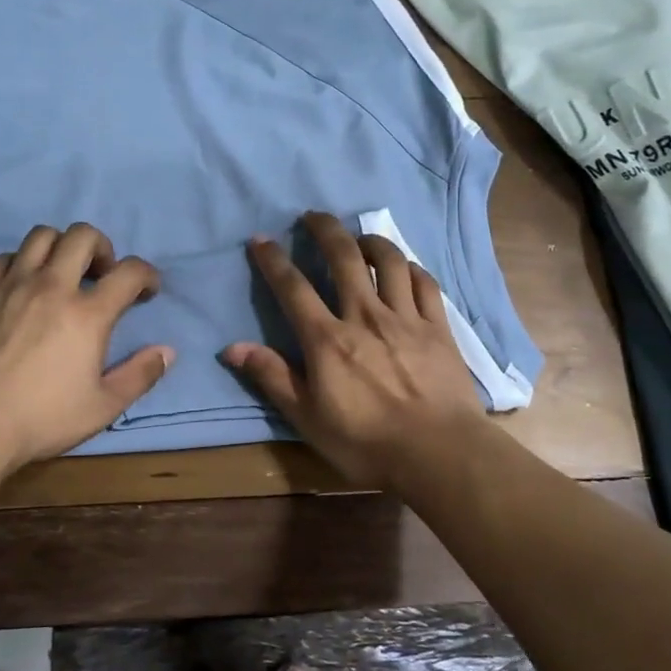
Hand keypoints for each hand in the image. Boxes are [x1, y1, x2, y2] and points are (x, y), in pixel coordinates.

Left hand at [0, 223, 173, 476]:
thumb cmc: (41, 418)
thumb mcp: (102, 407)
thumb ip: (140, 376)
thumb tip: (167, 351)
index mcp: (88, 314)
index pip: (130, 272)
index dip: (147, 275)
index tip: (147, 291)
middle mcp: (52, 286)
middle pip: (83, 236)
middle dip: (102, 247)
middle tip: (102, 274)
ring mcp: (12, 284)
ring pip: (41, 236)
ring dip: (60, 246)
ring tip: (62, 272)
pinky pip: (3, 257)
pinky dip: (20, 263)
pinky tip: (20, 285)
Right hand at [221, 211, 486, 490]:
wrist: (438, 454)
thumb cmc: (366, 442)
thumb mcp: (307, 418)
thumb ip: (273, 377)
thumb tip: (232, 347)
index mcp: (327, 339)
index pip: (293, 287)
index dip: (273, 260)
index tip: (261, 240)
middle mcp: (364, 316)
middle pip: (344, 257)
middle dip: (325, 229)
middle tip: (313, 216)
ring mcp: (405, 318)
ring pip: (388, 261)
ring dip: (370, 241)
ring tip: (359, 238)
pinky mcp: (438, 327)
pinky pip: (424, 283)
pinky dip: (410, 268)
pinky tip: (403, 268)